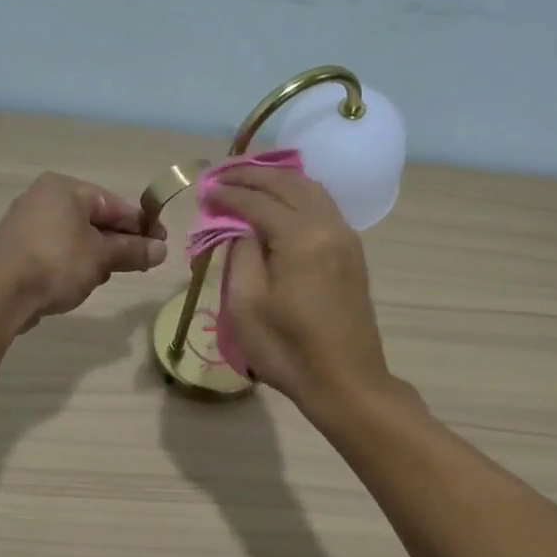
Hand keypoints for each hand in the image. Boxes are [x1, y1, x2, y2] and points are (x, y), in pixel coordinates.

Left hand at [0, 172, 166, 326]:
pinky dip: (74, 263)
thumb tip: (162, 250)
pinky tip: (81, 282)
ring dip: (97, 256)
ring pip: (77, 237)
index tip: (162, 244)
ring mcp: (28, 224)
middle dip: (119, 243)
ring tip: (106, 276)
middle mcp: (44, 198)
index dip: (141, 225)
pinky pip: (58, 251)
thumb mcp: (102, 256)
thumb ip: (133, 251)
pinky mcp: (19, 249)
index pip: (114, 204)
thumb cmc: (57, 263)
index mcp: (65, 188)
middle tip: (141, 264)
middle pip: (95, 219)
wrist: (1, 293)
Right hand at [208, 166, 390, 411]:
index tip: (205, 189)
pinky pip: (322, 207)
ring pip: (311, 190)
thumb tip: (240, 227)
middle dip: (253, 175)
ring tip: (248, 181)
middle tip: (222, 174)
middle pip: (288, 184)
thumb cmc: (288, 350)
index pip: (258, 201)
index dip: (229, 193)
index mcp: (301, 238)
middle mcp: (328, 226)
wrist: (345, 382)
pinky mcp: (351, 253)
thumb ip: (241, 254)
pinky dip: (297, 195)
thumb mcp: (247, 305)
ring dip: (278, 181)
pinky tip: (280, 202)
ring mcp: (346, 238)